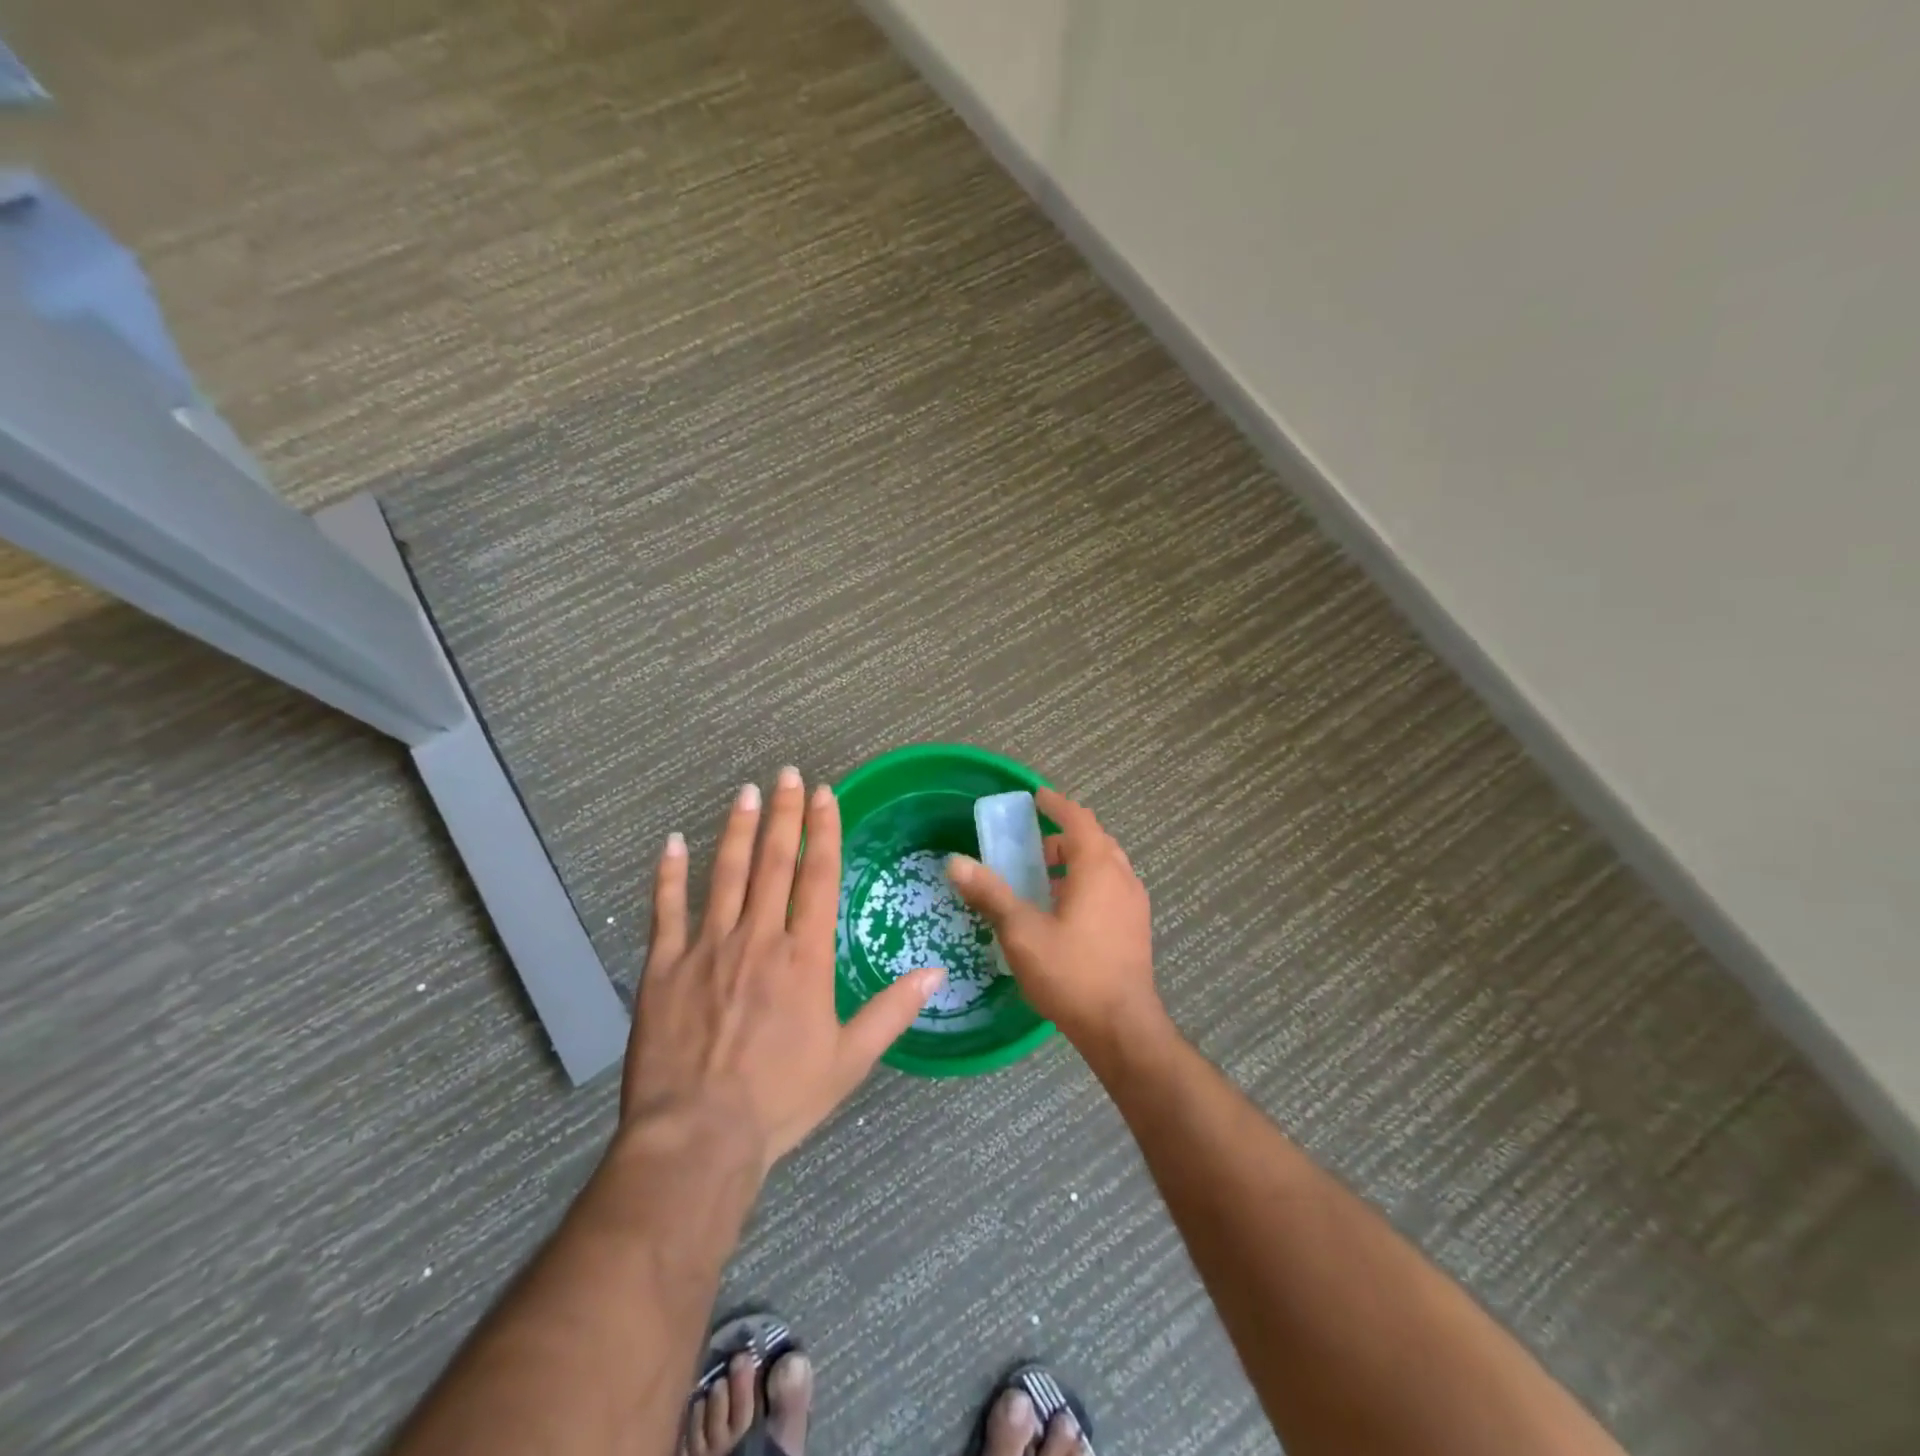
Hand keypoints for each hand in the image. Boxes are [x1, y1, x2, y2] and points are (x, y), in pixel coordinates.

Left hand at [622, 768, 941, 1169]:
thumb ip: (892, 1011)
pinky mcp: (664, 967)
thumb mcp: (849, 1061)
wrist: (698, 1137)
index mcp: (804, 957)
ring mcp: (707, 948)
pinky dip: (669, 875)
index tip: (825, 795)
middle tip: (787, 774)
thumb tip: (936, 973)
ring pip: (725, 874)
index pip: (817, 878)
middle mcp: (758, 938)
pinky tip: (673, 843)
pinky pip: (666, 910)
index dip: (823, 831)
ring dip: (738, 830)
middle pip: (774, 863)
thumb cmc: (781, 1099)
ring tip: (747, 792)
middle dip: (784, 814)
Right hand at [947, 787, 1164, 1051]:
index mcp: (1098, 868)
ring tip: (1043, 879)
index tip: (1036, 798)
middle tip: (1032, 845)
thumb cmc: (1071, 972)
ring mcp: (1134, 904)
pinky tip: (1064, 912)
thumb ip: (990, 893)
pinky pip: (1111, 889)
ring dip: (1076, 862)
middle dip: (1064, 837)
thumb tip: (956, 862)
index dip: (1057, 805)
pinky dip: (1088, 884)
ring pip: (1105, 866)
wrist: (1121, 1027)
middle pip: (1094, 841)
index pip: (1079, 820)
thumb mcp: (1022, 931)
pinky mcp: (1136, 928)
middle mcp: (1122, 878)